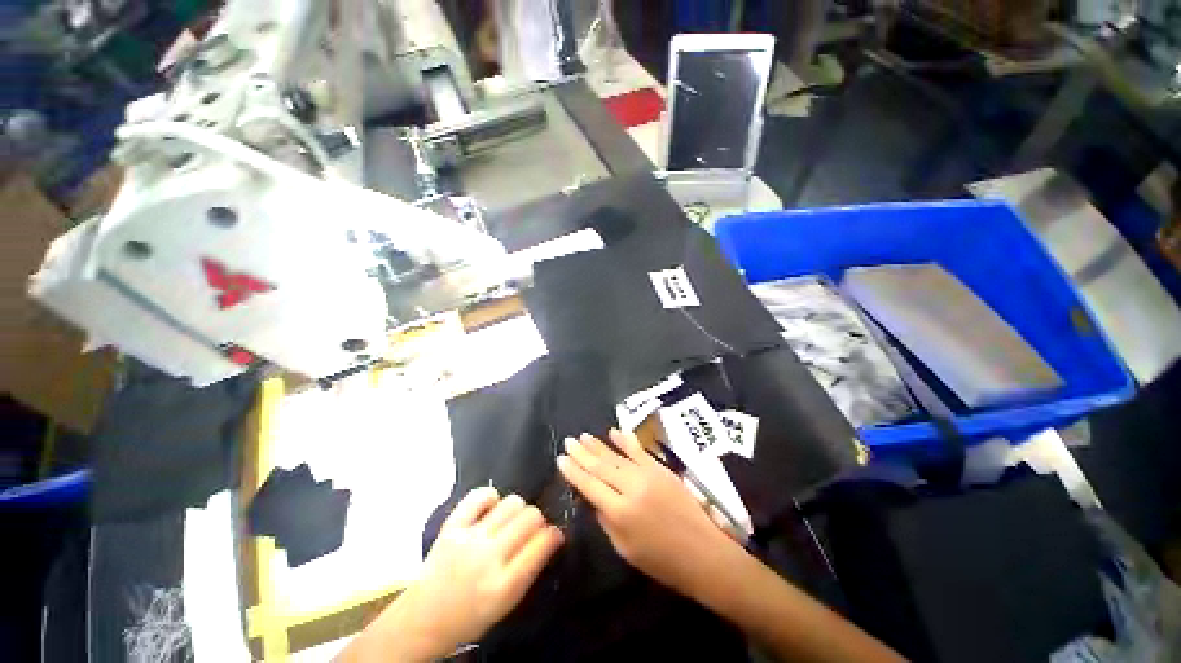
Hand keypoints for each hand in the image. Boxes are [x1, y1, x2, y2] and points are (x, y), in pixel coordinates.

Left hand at [380, 488, 562, 659]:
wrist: (423, 618)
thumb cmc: (471, 615)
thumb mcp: (507, 604)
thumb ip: (530, 568)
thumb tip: (552, 535)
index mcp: (505, 585)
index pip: (543, 543)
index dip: (554, 534)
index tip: (554, 534)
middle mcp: (489, 558)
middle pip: (530, 517)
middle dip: (538, 520)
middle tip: (530, 529)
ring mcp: (469, 539)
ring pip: (512, 502)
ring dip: (518, 509)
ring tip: (510, 521)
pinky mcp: (452, 526)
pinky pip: (480, 496)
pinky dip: (491, 497)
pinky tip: (491, 508)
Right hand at [556, 429, 742, 599]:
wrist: (703, 553)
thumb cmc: (662, 561)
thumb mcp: (626, 549)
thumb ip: (606, 521)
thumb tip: (594, 499)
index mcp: (620, 512)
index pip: (590, 485)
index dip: (573, 472)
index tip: (561, 459)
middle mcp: (631, 487)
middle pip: (600, 466)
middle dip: (582, 453)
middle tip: (568, 441)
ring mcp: (648, 475)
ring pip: (616, 456)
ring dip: (598, 445)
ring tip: (583, 436)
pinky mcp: (661, 469)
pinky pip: (639, 451)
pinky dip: (625, 440)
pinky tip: (613, 431)